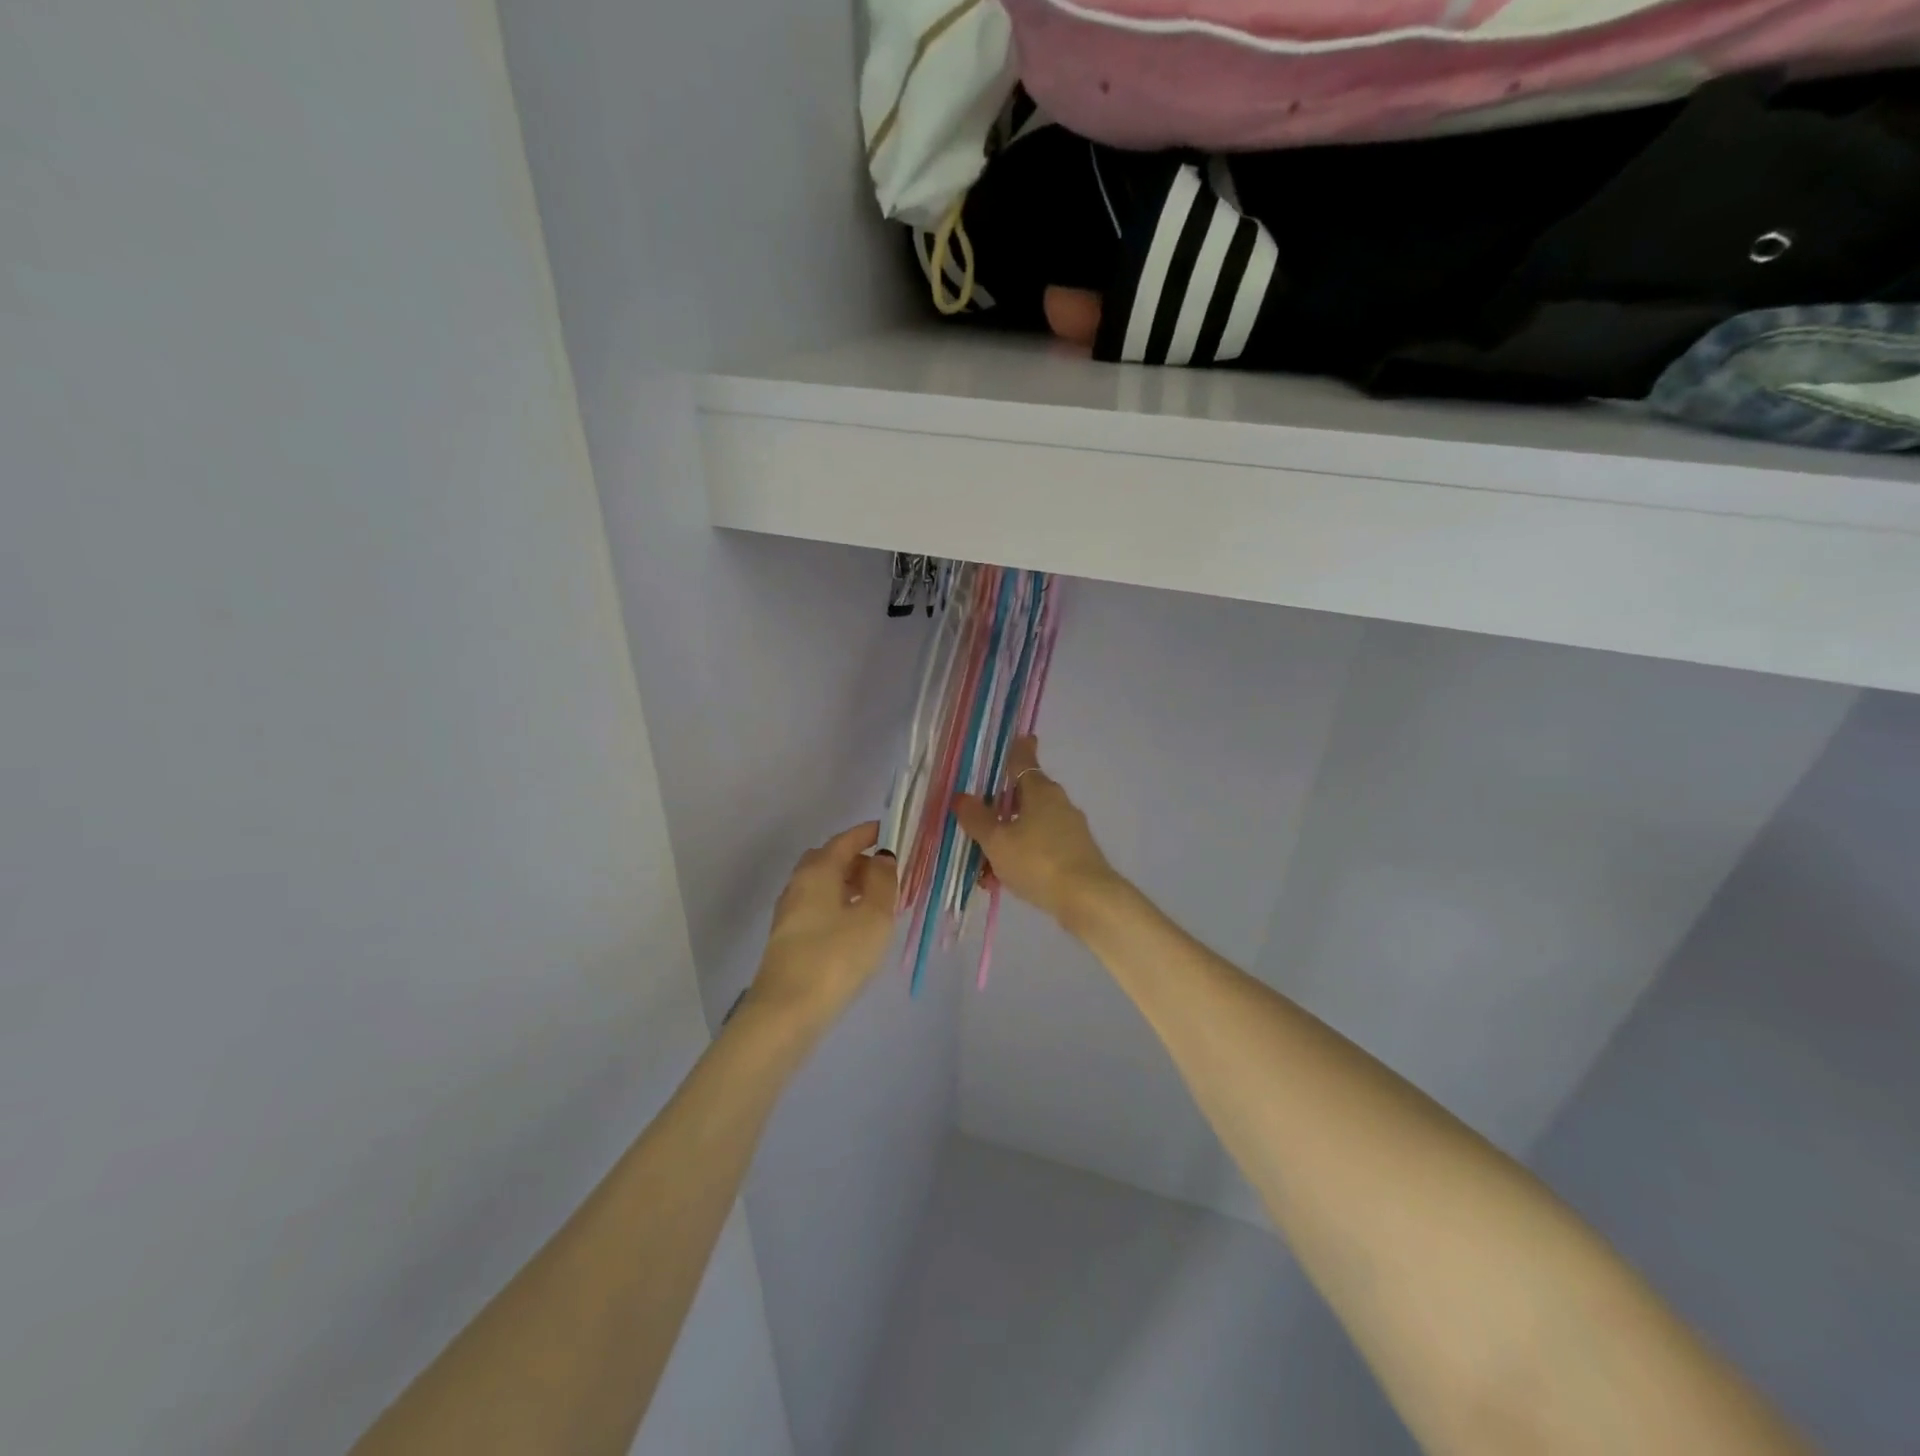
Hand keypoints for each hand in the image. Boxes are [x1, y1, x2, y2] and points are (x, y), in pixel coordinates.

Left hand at [750, 821, 898, 1023]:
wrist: (787, 1011)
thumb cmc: (836, 957)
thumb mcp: (874, 917)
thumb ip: (883, 881)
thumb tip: (882, 858)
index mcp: (818, 871)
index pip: (844, 840)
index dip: (868, 833)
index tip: (891, 831)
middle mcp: (798, 884)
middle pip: (829, 860)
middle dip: (857, 859)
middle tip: (886, 871)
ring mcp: (789, 912)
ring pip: (822, 885)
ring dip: (848, 884)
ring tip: (877, 901)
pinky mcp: (788, 938)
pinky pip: (817, 906)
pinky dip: (838, 904)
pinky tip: (856, 926)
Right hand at [952, 737, 1122, 924]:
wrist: (1087, 899)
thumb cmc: (1038, 861)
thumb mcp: (997, 841)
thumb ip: (977, 818)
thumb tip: (961, 796)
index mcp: (1039, 791)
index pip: (1024, 761)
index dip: (1019, 749)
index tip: (1022, 737)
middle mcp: (1058, 803)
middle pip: (1024, 797)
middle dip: (1000, 810)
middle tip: (977, 823)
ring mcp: (1070, 829)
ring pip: (1030, 827)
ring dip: (1007, 841)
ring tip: (984, 869)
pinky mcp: (1076, 854)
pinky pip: (1041, 849)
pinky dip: (1022, 858)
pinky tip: (1003, 882)